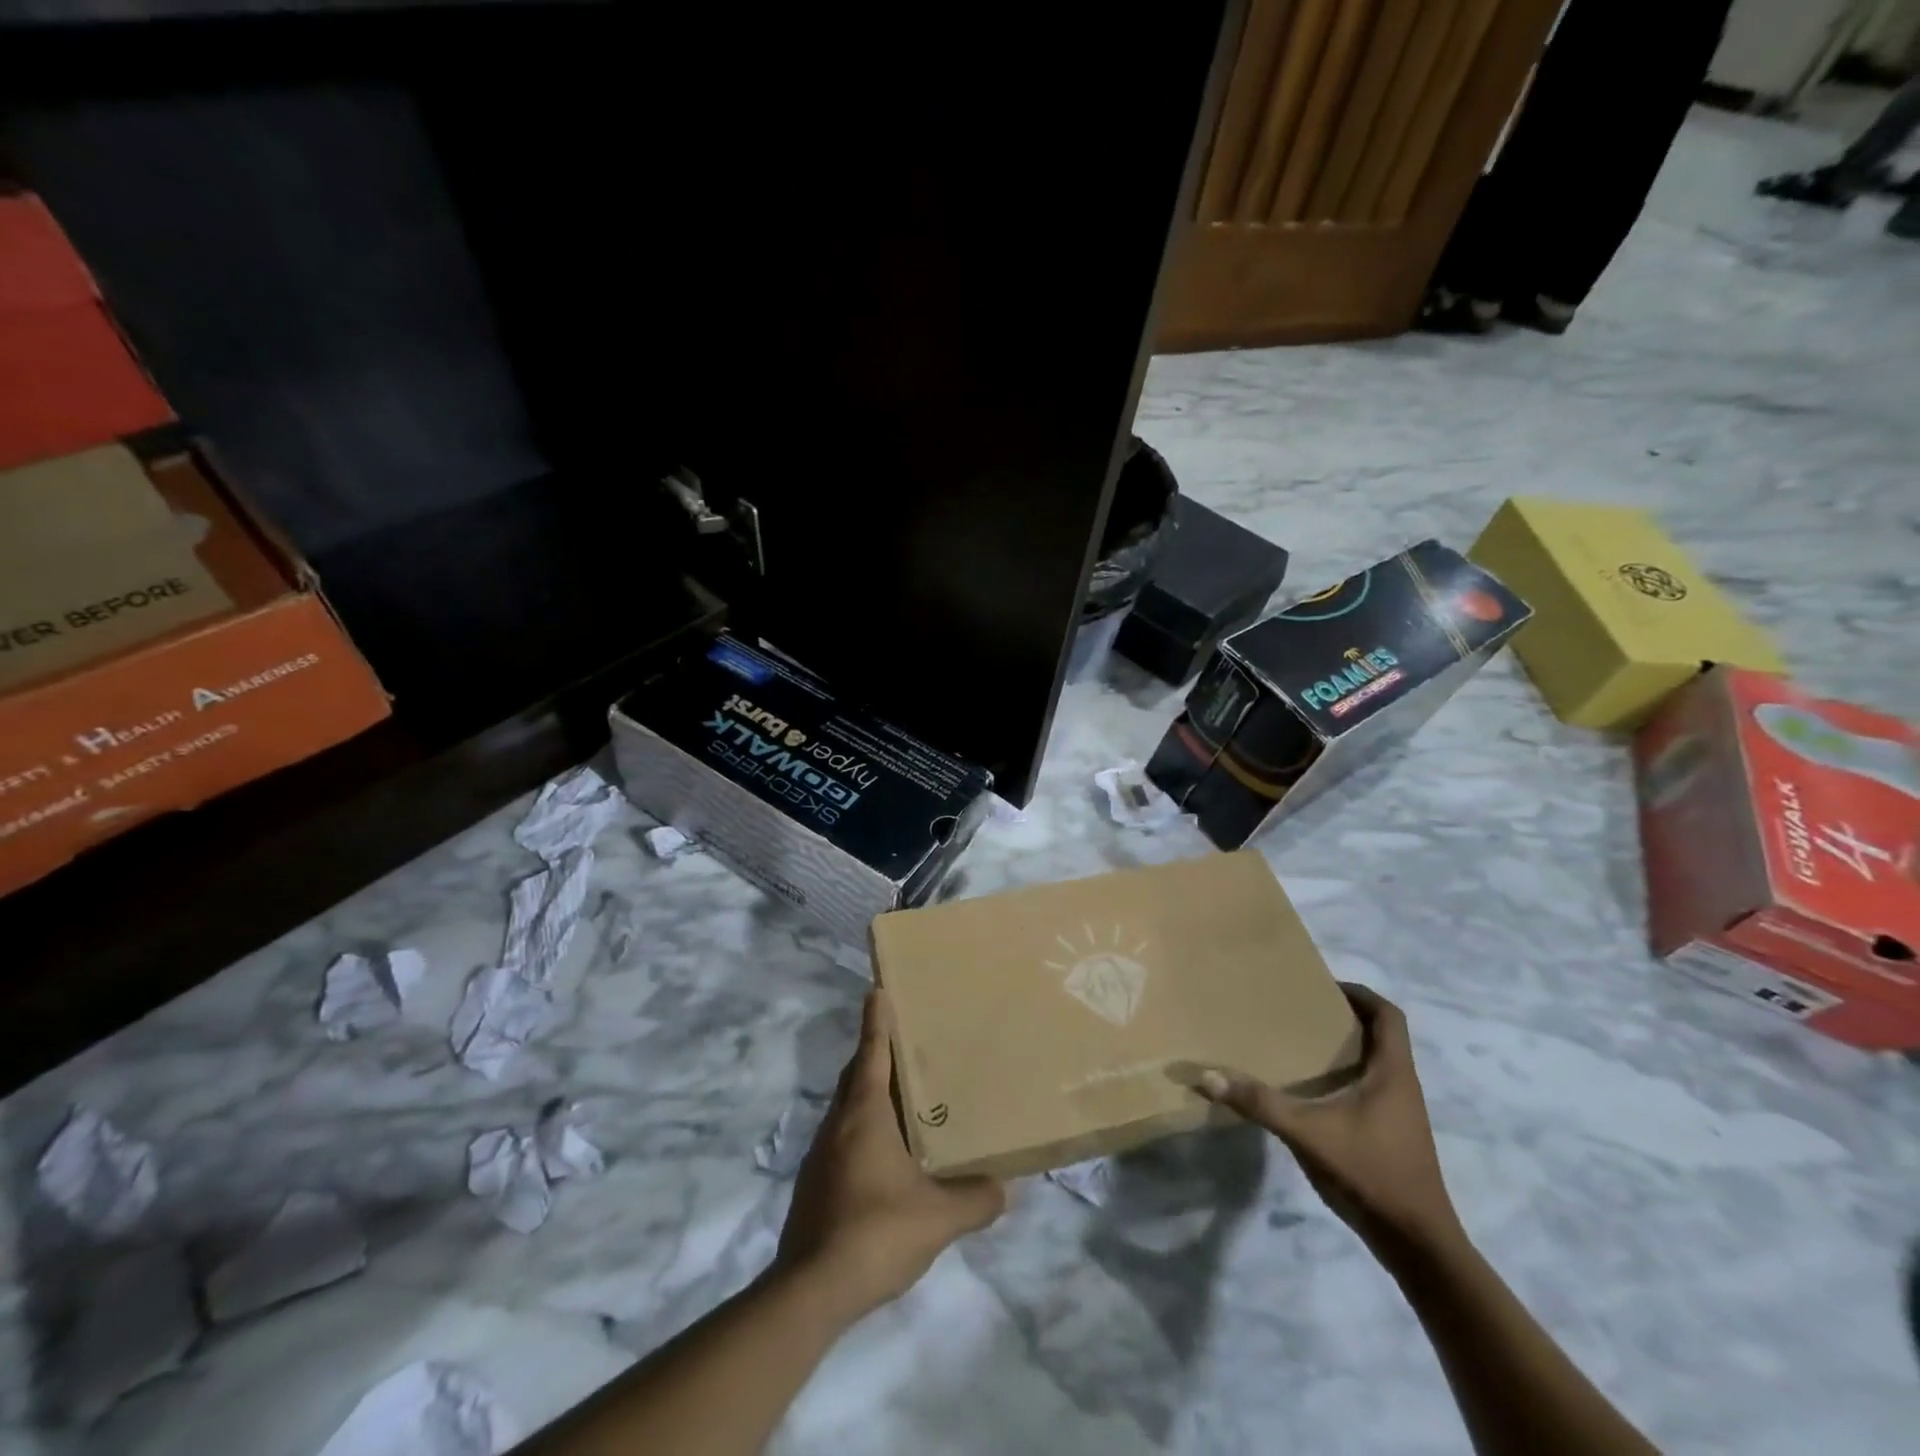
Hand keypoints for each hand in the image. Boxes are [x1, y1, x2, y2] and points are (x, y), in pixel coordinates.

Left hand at [775, 991, 1005, 1320]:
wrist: (811, 1290)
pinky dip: (863, 1129)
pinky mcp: (815, 1182)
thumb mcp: (938, 1218)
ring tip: (903, 1099)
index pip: (871, 1053)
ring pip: (848, 1108)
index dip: (876, 1021)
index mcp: (864, 1114)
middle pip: (856, 1075)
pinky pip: (843, 1138)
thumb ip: (975, 1199)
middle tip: (904, 1043)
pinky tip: (886, 1157)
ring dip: (871, 1094)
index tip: (877, 990)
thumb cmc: (876, 1232)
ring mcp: (822, 1154)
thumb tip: (1004, 1189)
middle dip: (875, 1053)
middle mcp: (838, 1123)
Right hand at [1197, 983, 1462, 1258]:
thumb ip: (1261, 1104)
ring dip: (1343, 1048)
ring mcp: (1399, 1114)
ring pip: (1375, 1064)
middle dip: (1344, 1017)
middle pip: (1380, 1035)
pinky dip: (1342, 1078)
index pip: (1388, 1015)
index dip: (1360, 994)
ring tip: (1298, 1043)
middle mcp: (1401, 1086)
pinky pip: (1368, 1089)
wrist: (1417, 1245)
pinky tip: (1310, 1091)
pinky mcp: (1391, 1135)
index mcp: (1393, 1073)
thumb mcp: (1309, 1134)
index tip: (1322, 985)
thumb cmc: (1371, 1174)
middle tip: (1300, 1009)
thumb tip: (1209, 1075)